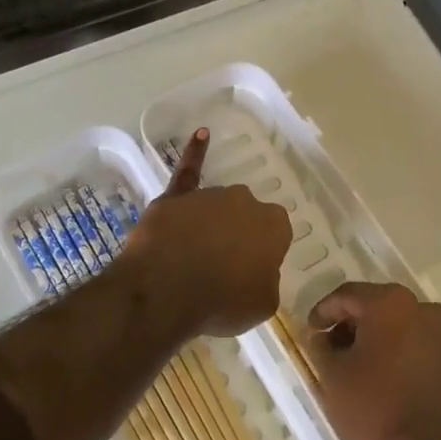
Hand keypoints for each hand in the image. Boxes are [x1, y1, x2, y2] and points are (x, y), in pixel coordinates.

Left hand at [122, 128, 289, 337]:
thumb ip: (264, 280)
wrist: (165, 292)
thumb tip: (253, 271)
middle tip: (223, 269)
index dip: (261, 255)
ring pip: (215, 208)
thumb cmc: (220, 303)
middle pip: (245, 218)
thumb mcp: (262, 304)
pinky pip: (189, 170)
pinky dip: (195, 152)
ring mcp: (209, 196)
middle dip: (237, 237)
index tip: (249, 273)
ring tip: (193, 258)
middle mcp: (245, 201)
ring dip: (210, 225)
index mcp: (274, 225)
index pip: (275, 236)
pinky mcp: (176, 197)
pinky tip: (201, 134)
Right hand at [306, 282, 440, 439]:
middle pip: (376, 306)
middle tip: (331, 347)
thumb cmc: (377, 405)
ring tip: (357, 365)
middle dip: (350, 324)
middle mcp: (422, 307)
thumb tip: (322, 337)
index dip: (323, 311)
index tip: (311, 331)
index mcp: (390, 302)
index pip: (347, 295)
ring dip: (375, 338)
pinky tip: (384, 377)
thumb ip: (320, 347)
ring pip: (399, 324)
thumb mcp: (333, 375)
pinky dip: (398, 351)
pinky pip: (418, 344)